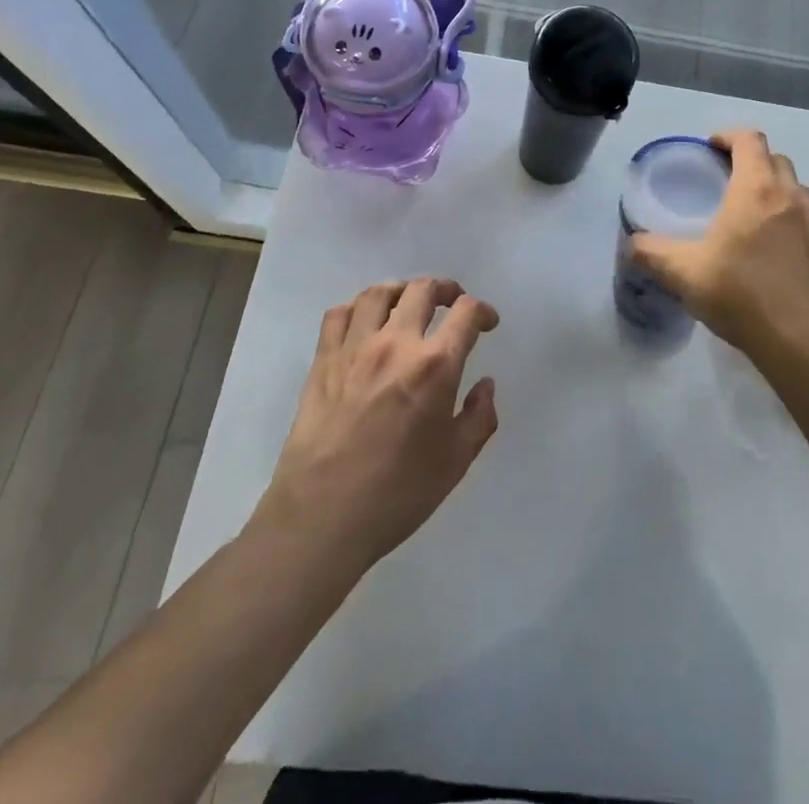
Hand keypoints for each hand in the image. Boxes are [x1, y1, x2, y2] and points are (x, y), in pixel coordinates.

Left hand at [257, 278, 498, 573]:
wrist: (321, 518)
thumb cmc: (397, 494)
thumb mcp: (456, 462)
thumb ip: (479, 417)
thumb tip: (485, 385)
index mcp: (435, 366)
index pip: (466, 313)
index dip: (483, 311)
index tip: (487, 323)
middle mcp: (396, 343)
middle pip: (423, 290)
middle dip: (446, 290)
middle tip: (453, 303)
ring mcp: (355, 348)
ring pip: (379, 293)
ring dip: (402, 290)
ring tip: (409, 302)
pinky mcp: (323, 361)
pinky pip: (339, 314)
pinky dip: (357, 307)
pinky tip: (365, 322)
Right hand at [628, 130, 808, 371]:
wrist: (806, 342)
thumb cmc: (742, 294)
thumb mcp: (684, 273)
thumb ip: (652, 253)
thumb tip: (631, 244)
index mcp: (756, 189)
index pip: (750, 140)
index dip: (728, 136)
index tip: (709, 149)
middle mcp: (790, 197)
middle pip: (775, 159)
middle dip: (750, 160)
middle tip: (724, 179)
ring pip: (794, 188)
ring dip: (772, 187)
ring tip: (747, 211)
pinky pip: (804, 217)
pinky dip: (786, 216)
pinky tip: (768, 248)